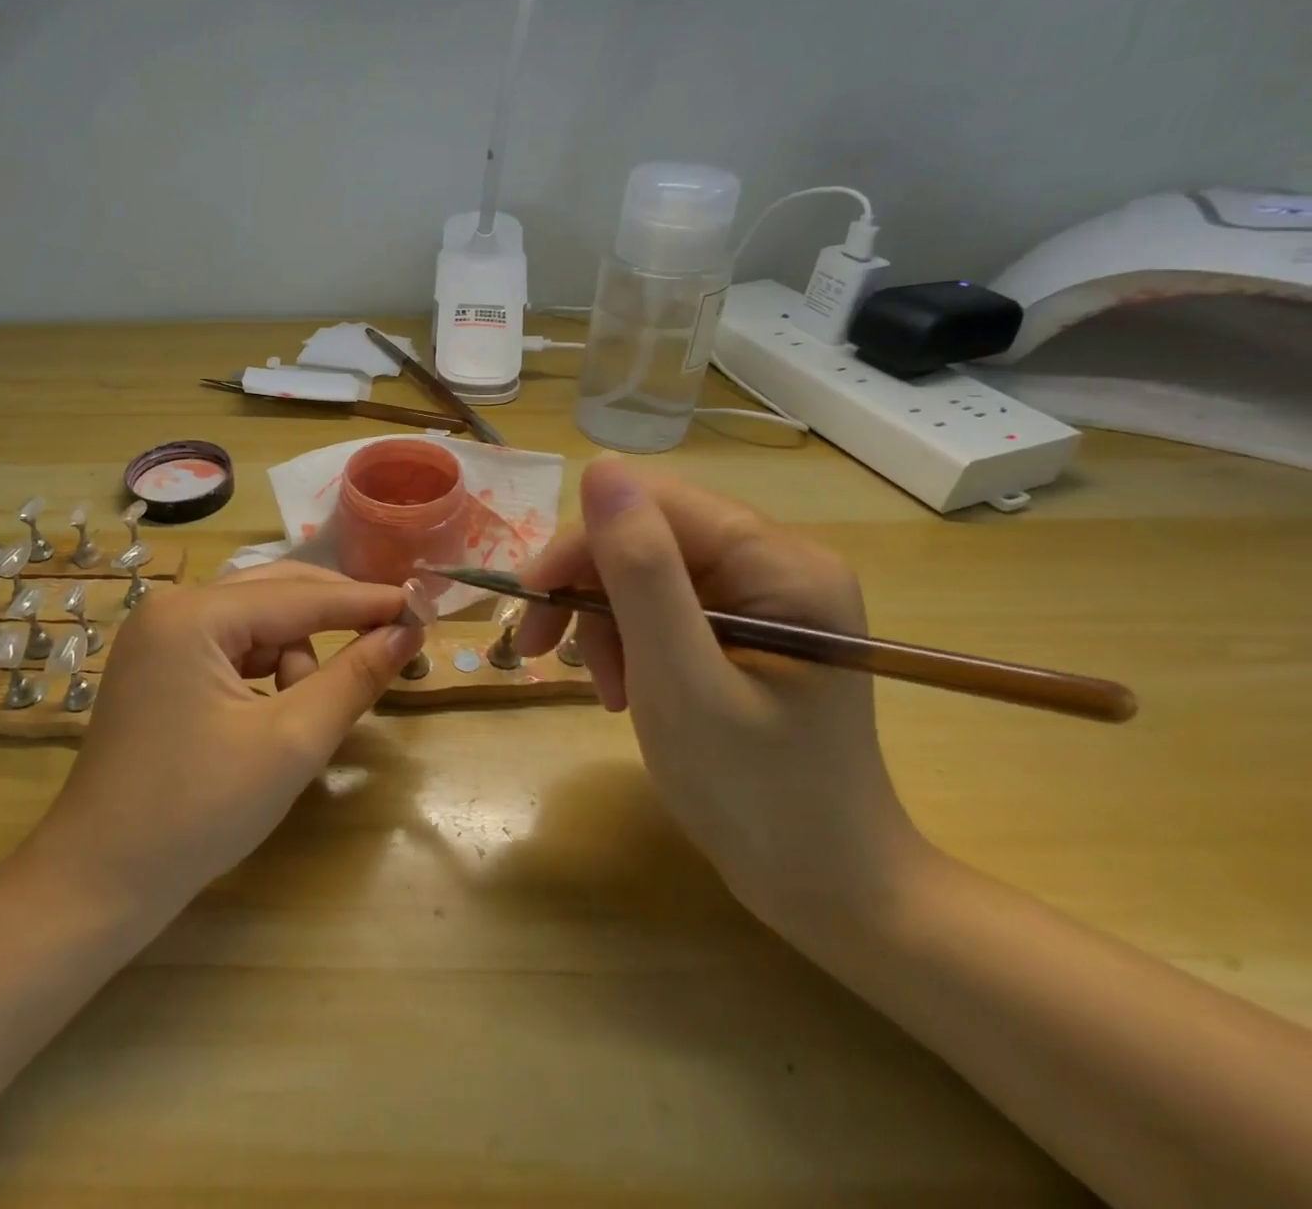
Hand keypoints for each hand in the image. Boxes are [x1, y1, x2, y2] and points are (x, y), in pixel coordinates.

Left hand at [19, 563, 423, 917]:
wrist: (99, 884)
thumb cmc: (199, 812)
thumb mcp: (292, 742)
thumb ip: (355, 677)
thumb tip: (408, 631)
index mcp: (194, 615)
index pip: (301, 596)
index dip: (367, 601)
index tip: (422, 604)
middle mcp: (171, 607)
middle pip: (275, 595)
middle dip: (333, 622)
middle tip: (391, 641)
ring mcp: (158, 636)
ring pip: (255, 623)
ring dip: (294, 658)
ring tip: (299, 719)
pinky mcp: (157, 665)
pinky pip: (230, 648)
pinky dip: (264, 672)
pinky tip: (269, 716)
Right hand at [514, 458, 925, 927]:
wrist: (826, 889)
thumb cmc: (754, 792)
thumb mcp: (680, 679)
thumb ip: (641, 571)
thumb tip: (601, 467)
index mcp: (780, 563)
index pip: (654, 505)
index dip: (581, 544)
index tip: (530, 604)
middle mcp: (776, 565)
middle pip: (647, 538)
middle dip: (587, 592)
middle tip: (537, 649)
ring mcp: (762, 599)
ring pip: (644, 574)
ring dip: (603, 625)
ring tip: (606, 690)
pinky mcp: (744, 631)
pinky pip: (662, 610)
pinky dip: (628, 645)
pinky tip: (625, 691)